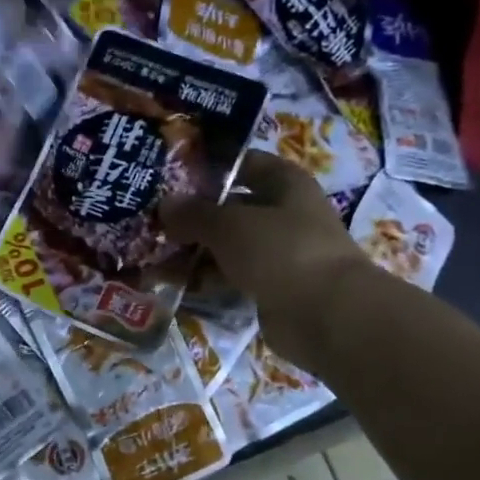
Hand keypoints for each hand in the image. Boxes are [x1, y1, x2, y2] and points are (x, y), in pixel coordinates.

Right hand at [161, 152, 370, 361]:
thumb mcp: (230, 225)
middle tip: (152, 224)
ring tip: (155, 257)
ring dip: (196, 252)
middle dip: (194, 217)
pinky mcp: (272, 287)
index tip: (170, 178)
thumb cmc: (282, 252)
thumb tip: (164, 205)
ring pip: (230, 246)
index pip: (243, 165)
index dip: (208, 169)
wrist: (327, 315)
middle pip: (232, 208)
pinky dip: (208, 280)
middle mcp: (285, 214)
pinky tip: (177, 284)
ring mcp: (280, 253)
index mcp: (285, 184)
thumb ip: (194, 214)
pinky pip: (233, 277)